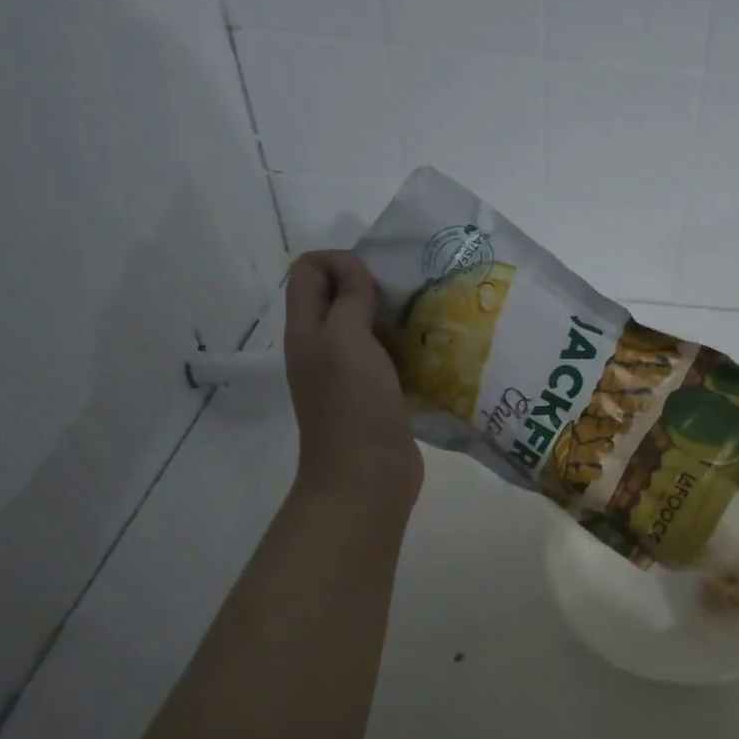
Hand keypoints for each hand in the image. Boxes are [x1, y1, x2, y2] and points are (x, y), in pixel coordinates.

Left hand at [283, 251, 421, 520]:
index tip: (377, 279)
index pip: (309, 270)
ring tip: (426, 319)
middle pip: (338, 295)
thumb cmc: (354, 405)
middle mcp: (322, 347)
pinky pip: (388, 356)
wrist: (366, 477)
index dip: (341, 261)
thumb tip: (354, 268)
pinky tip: (432, 351)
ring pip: (367, 325)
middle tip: (409, 296)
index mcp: (306, 330)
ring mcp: (348, 373)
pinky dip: (407, 347)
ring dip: (394, 317)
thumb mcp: (346, 340)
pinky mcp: (376, 394)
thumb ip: (349, 298)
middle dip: (372, 285)